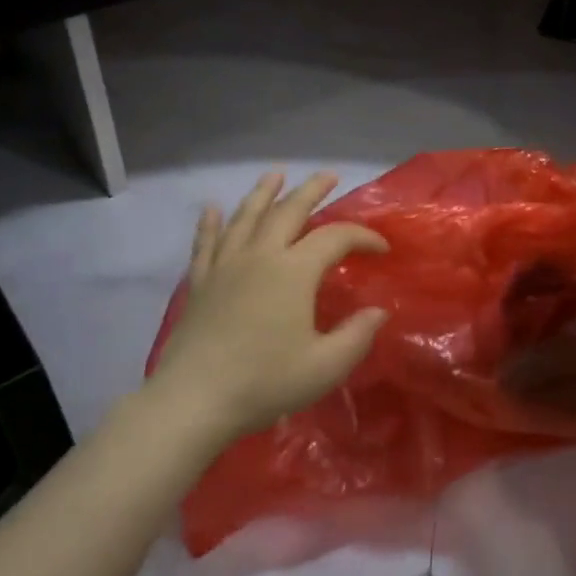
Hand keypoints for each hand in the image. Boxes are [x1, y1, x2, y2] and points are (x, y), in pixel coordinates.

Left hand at [146, 172, 387, 443]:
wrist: (193, 401)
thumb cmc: (265, 382)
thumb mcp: (325, 366)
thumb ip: (357, 335)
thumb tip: (379, 311)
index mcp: (294, 271)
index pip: (336, 238)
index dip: (363, 237)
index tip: (382, 249)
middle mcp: (260, 256)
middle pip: (288, 211)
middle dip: (312, 191)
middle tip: (328, 176)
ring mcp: (225, 266)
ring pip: (246, 217)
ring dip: (264, 193)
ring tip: (275, 175)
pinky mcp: (200, 283)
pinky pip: (206, 243)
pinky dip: (210, 223)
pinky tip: (211, 208)